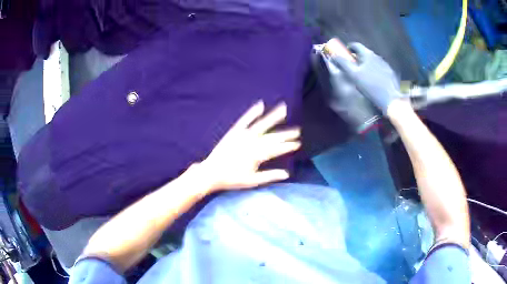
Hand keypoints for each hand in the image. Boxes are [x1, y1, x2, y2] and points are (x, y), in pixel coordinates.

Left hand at [197, 101, 300, 191]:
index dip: (288, 146)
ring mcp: (242, 135)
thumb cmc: (232, 179)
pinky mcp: (234, 131)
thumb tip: (287, 174)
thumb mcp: (253, 181)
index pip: (277, 149)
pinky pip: (245, 119)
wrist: (211, 173)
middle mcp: (252, 143)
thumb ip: (270, 176)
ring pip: (262, 124)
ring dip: (274, 117)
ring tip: (284, 109)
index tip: (297, 143)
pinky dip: (253, 112)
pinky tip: (261, 105)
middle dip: (286, 134)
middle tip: (297, 131)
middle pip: (272, 137)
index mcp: (257, 155)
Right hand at [330, 43, 404, 113]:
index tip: (345, 53)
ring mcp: (385, 64)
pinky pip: (380, 67)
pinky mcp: (390, 72)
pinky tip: (374, 79)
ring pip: (373, 60)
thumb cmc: (370, 87)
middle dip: (357, 57)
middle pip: (364, 52)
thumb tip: (334, 55)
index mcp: (367, 54)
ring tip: (363, 73)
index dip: (349, 48)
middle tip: (352, 65)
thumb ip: (343, 63)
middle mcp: (377, 56)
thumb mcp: (354, 75)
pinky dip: (374, 70)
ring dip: (366, 63)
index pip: (356, 45)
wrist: (390, 99)